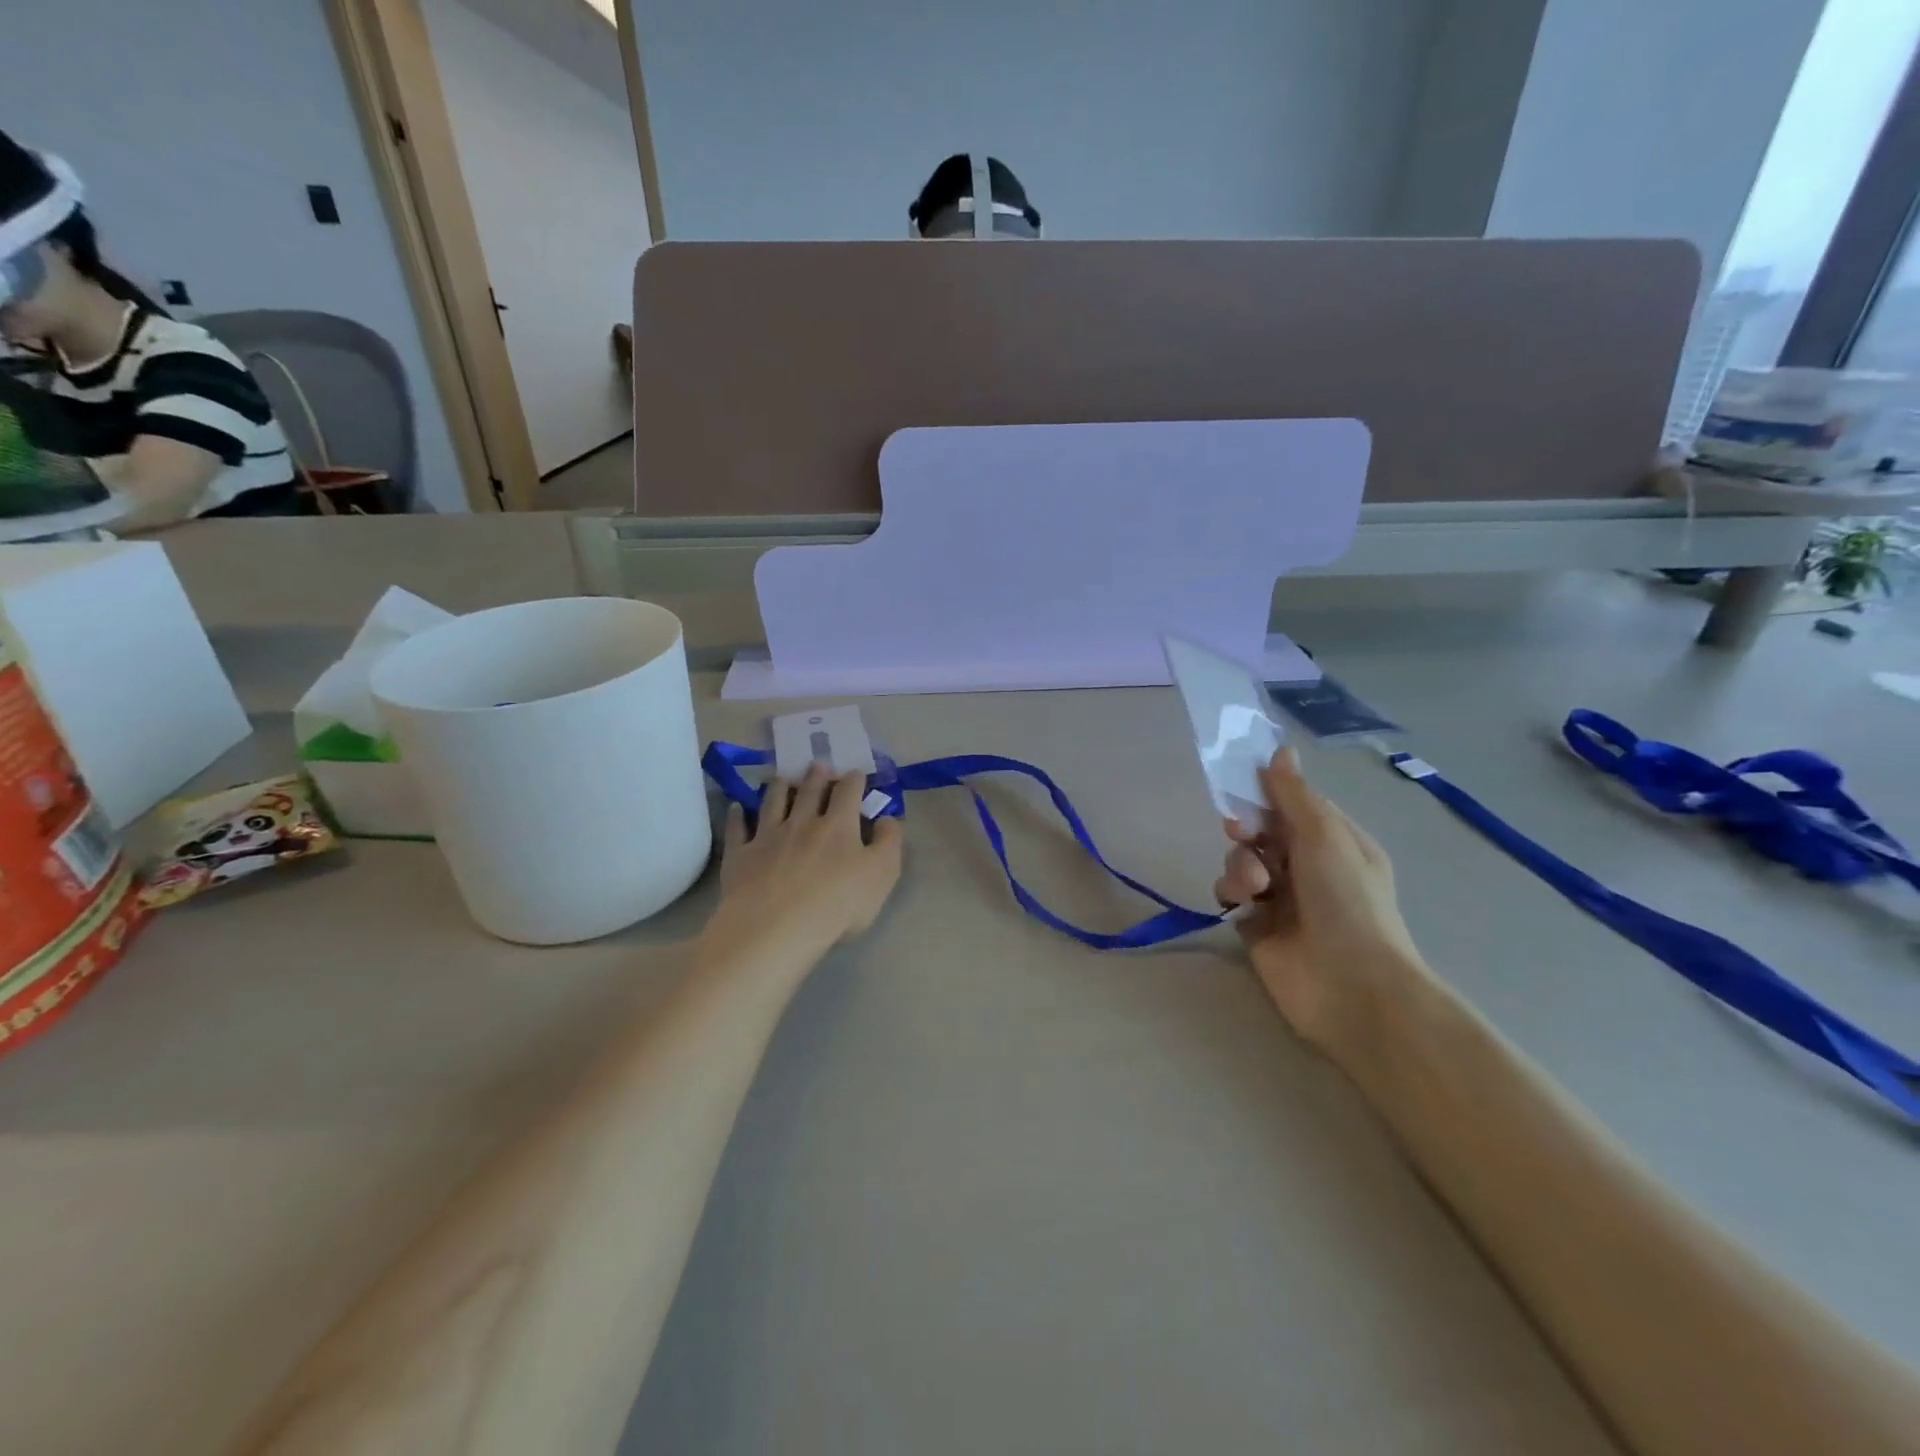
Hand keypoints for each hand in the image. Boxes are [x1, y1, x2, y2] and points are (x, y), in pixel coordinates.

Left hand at [710, 764, 903, 959]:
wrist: (776, 927)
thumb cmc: (837, 904)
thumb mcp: (881, 874)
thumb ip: (889, 842)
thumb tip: (888, 818)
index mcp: (838, 825)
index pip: (848, 792)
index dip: (854, 780)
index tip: (856, 773)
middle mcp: (802, 822)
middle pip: (809, 792)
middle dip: (816, 776)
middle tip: (818, 765)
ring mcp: (767, 837)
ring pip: (772, 803)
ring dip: (778, 787)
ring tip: (781, 777)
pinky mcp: (740, 856)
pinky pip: (737, 830)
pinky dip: (737, 816)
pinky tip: (737, 808)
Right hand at [1214, 748, 1431, 1055]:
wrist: (1348, 984)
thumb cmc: (1345, 901)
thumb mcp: (1323, 836)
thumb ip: (1293, 794)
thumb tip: (1281, 750)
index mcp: (1336, 842)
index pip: (1294, 804)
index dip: (1267, 794)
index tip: (1243, 785)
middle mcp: (1308, 867)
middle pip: (1262, 831)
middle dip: (1248, 829)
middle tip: (1242, 833)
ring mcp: (1281, 898)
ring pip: (1242, 860)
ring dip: (1241, 865)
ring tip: (1254, 887)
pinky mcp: (1255, 925)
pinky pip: (1230, 893)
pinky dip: (1232, 892)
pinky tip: (1243, 904)